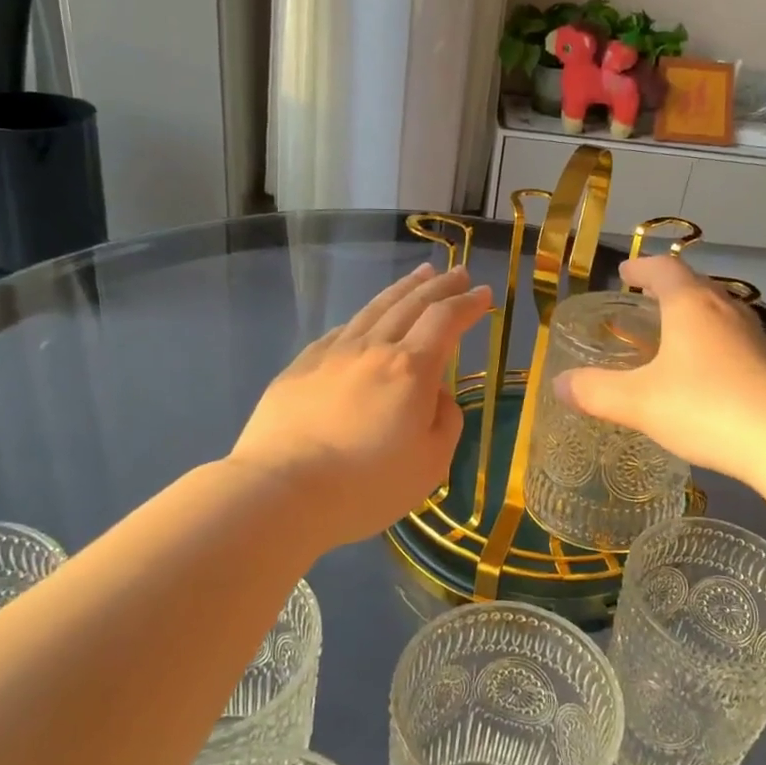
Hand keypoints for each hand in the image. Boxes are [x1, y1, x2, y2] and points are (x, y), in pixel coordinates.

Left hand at [231, 264, 491, 548]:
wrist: (281, 491)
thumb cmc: (366, 485)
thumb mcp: (431, 465)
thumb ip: (446, 422)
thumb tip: (437, 396)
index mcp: (411, 369)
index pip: (446, 321)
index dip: (468, 304)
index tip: (484, 293)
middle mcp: (373, 348)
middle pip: (411, 305)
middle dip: (440, 287)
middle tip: (458, 273)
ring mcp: (333, 353)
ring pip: (375, 309)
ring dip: (403, 289)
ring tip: (420, 275)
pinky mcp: (301, 366)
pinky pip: (342, 331)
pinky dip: (364, 317)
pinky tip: (366, 319)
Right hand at [552, 255, 765, 518]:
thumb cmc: (707, 407)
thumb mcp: (640, 402)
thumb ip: (596, 392)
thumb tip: (560, 384)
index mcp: (692, 306)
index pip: (664, 270)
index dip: (641, 268)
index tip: (624, 273)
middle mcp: (727, 312)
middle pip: (696, 288)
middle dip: (668, 291)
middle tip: (645, 303)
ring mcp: (757, 340)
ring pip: (719, 316)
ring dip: (694, 319)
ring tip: (672, 337)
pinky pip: (736, 345)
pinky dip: (713, 348)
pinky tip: (706, 378)